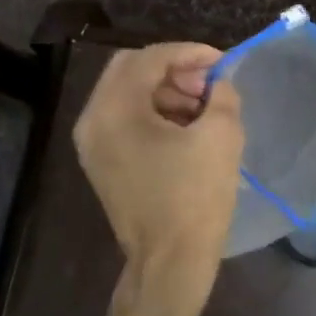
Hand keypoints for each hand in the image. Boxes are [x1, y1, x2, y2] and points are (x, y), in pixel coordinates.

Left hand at [74, 43, 244, 271]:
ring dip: (165, 91)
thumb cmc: (195, 197)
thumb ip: (222, 94)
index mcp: (115, 110)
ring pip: (127, 95)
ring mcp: (92, 145)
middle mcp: (93, 121)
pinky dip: (154, 114)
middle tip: (209, 84)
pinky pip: (125, 121)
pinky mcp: (102, 164)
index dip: (189, 53)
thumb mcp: (221, 136)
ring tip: (204, 108)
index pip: (150, 58)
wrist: (171, 262)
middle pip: (130, 71)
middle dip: (174, 70)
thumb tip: (218, 83)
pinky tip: (186, 129)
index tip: (222, 62)